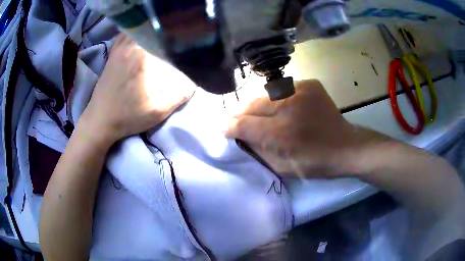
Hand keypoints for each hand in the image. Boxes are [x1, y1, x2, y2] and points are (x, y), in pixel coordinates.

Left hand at [80, 34, 195, 145]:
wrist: (100, 121)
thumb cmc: (127, 117)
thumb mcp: (158, 111)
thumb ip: (180, 95)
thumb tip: (196, 80)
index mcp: (142, 57)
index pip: (163, 36)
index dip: (176, 34)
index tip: (185, 38)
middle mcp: (130, 48)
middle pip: (150, 28)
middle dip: (164, 29)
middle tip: (174, 34)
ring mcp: (119, 50)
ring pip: (136, 29)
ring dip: (148, 29)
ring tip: (159, 33)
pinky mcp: (112, 55)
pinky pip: (123, 35)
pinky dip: (133, 32)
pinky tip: (139, 37)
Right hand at [225, 80, 380, 177]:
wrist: (346, 146)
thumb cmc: (314, 163)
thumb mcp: (282, 168)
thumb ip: (258, 151)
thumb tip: (240, 137)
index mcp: (280, 134)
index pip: (244, 125)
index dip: (230, 127)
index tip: (225, 129)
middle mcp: (287, 107)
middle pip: (251, 105)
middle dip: (240, 113)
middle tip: (237, 120)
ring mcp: (300, 91)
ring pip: (265, 94)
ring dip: (258, 105)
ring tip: (258, 113)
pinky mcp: (309, 84)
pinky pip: (283, 89)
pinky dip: (278, 98)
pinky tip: (282, 107)